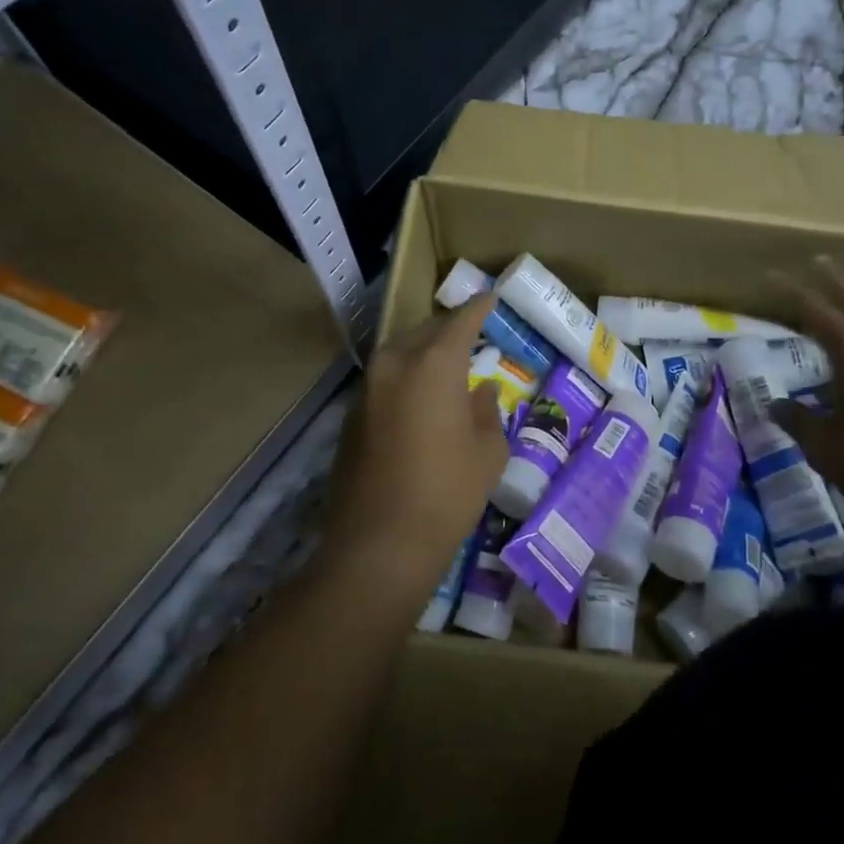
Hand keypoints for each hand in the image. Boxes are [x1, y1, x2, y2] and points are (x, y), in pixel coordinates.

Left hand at [320, 294, 509, 594]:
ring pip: (401, 354)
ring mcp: (367, 389)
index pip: (460, 321)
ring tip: (447, 364)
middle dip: (449, 329)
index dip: (479, 308)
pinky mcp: (352, 415)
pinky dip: (406, 378)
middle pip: (425, 332)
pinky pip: (385, 381)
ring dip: (424, 353)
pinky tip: (420, 399)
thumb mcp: (487, 451)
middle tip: (471, 333)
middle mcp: (395, 365)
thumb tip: (480, 390)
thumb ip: (486, 410)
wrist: (379, 545)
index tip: (491, 298)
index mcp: (433, 364)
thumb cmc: (448, 493)